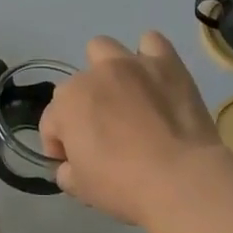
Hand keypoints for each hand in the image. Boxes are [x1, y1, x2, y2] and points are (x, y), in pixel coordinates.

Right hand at [38, 32, 227, 225]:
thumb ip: (66, 172)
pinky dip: (148, 57)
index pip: (51, 122)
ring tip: (122, 96)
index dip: (58, 145)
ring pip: (104, 49)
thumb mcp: (80, 188)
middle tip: (101, 133)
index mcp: (67, 104)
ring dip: (106, 70)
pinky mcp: (167, 64)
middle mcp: (94, 75)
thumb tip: (70, 166)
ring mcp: (131, 64)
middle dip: (82, 106)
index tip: (72, 163)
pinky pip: (151, 43)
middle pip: (77, 86)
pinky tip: (153, 78)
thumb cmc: (123, 185)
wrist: (180, 178)